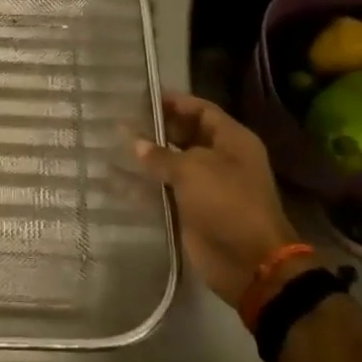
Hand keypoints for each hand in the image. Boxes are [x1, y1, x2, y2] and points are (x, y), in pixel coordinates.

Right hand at [135, 92, 303, 305]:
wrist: (249, 262)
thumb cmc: (227, 203)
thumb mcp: (192, 171)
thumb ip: (161, 154)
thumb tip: (135, 142)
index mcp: (232, 141)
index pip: (201, 110)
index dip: (174, 102)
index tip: (141, 98)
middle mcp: (221, 159)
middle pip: (186, 135)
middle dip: (157, 129)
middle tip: (120, 121)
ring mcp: (207, 186)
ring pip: (173, 164)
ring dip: (147, 158)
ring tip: (112, 147)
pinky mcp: (192, 211)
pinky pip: (166, 191)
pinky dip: (145, 186)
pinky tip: (117, 180)